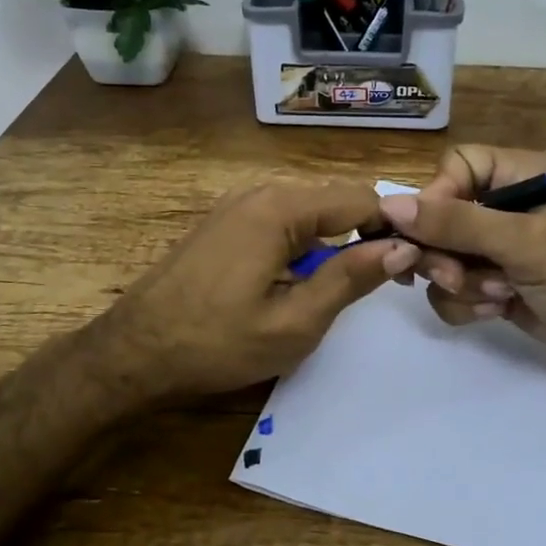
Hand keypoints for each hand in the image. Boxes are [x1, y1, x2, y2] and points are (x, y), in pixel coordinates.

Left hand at [95, 180, 410, 399]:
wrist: (133, 353)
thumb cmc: (216, 343)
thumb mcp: (295, 321)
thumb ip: (351, 278)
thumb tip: (402, 247)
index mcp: (280, 208)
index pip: (361, 199)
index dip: (394, 229)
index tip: (412, 267)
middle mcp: (259, 192)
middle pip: (335, 202)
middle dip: (364, 236)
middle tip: (379, 286)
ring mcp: (237, 205)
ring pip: (309, 214)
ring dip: (332, 245)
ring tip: (337, 291)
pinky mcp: (224, 223)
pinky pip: (281, 223)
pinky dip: (302, 246)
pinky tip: (296, 284)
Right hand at [380, 146, 545, 379]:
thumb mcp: (527, 246)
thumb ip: (459, 224)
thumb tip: (390, 207)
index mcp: (522, 175)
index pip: (455, 167)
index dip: (436, 199)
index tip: (431, 235)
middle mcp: (505, 205)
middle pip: (438, 215)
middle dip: (445, 253)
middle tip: (457, 277)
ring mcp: (497, 247)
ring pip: (439, 255)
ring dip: (459, 283)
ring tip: (497, 297)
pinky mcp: (491, 282)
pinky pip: (449, 287)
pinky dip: (465, 304)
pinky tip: (497, 312)